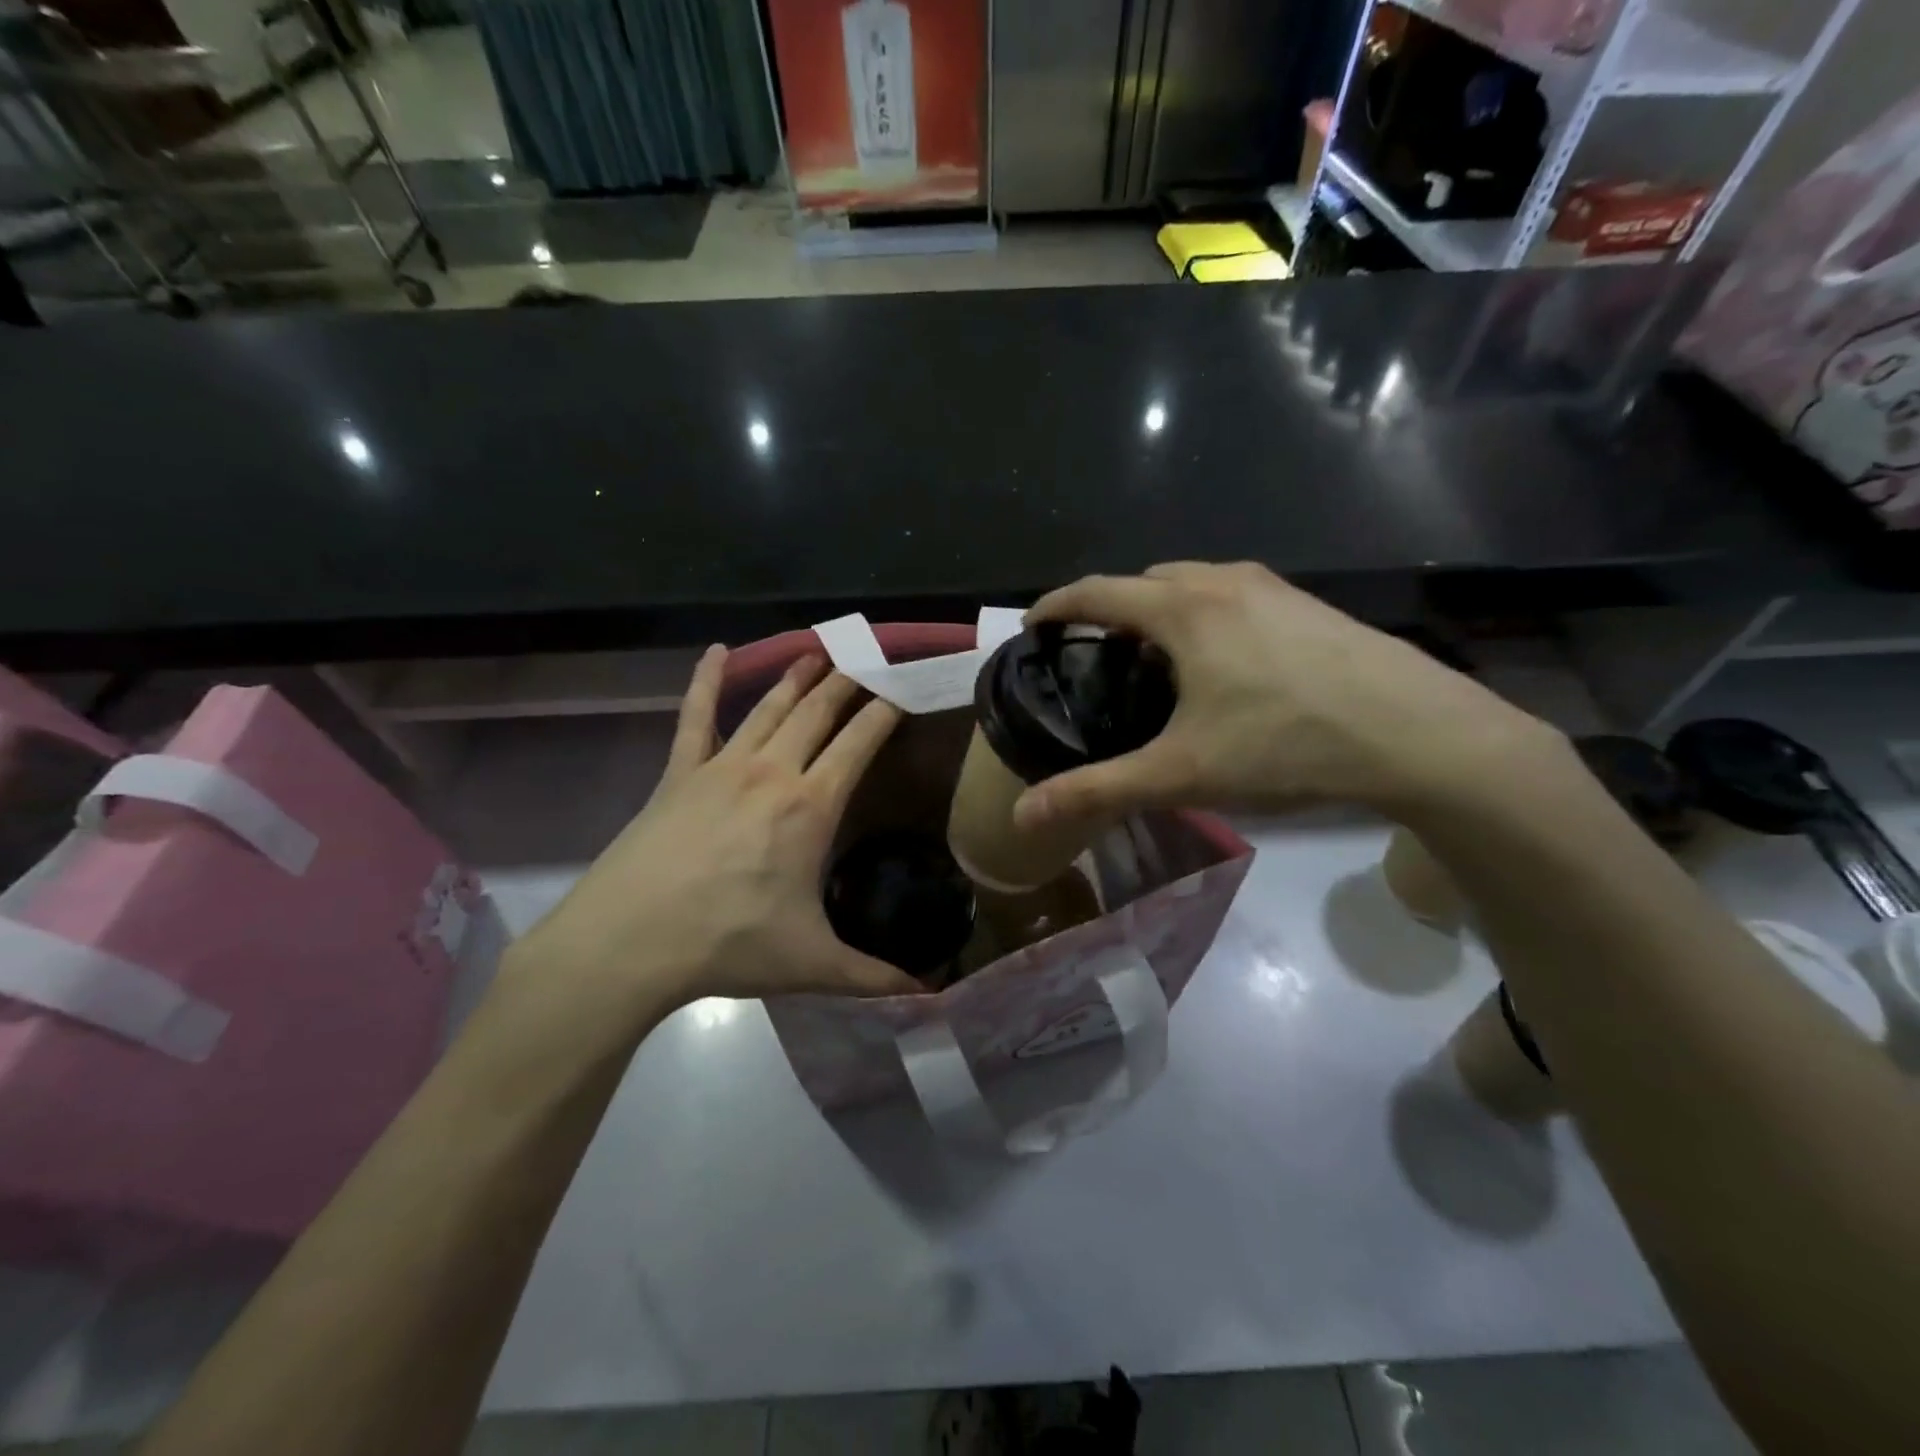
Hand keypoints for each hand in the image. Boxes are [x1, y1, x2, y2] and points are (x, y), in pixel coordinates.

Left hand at [507, 648, 919, 1018]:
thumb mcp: (811, 964)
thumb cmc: (728, 945)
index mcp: (811, 805)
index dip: (884, 711)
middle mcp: (772, 771)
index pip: (859, 742)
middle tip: (867, 658)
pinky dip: (706, 680)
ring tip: (818, 652)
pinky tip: (716, 651)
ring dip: (796, 677)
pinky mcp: (678, 772)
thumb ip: (874, 976)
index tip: (903, 688)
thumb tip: (929, 995)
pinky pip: (694, 716)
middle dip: (847, 682)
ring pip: (768, 707)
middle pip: (818, 712)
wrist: (629, 942)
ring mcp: (721, 766)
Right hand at [1013, 562, 1561, 828]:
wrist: (1421, 736)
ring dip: (1161, 608)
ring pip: (1195, 584)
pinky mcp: (1310, 606)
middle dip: (1110, 606)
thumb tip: (1023, 814)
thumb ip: (1098, 789)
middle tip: (1095, 654)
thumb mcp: (1182, 773)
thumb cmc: (1287, 744)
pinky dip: (1205, 615)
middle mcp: (1224, 582)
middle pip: (1145, 579)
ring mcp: (1274, 588)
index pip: (1097, 591)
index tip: (1031, 626)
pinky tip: (1224, 665)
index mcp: (1183, 609)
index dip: (1056, 604)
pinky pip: (1234, 595)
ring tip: (1156, 659)